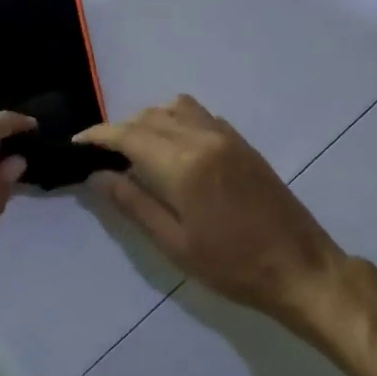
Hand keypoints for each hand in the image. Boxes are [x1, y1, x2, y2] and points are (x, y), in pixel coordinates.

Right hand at [76, 96, 352, 333]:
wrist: (300, 267)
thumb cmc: (232, 266)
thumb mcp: (175, 244)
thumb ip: (134, 204)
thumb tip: (98, 176)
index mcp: (184, 164)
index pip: (129, 135)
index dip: (99, 136)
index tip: (77, 143)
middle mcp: (204, 138)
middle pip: (150, 117)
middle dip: (120, 129)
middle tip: (102, 155)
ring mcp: (227, 137)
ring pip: (176, 108)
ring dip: (149, 120)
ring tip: (136, 150)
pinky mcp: (243, 143)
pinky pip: (200, 115)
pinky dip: (176, 121)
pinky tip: (173, 149)